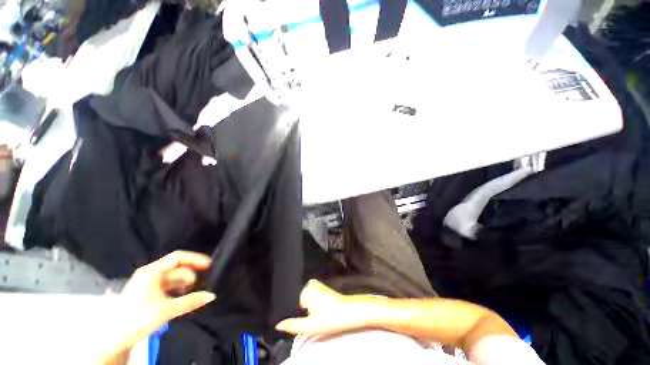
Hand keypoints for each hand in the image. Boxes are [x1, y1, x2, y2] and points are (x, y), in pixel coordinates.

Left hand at [100, 251, 215, 362]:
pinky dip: (178, 289)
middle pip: (177, 267)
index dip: (195, 259)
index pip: (178, 257)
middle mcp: (150, 273)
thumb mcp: (166, 310)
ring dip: (185, 283)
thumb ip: (191, 301)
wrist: (114, 337)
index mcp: (152, 272)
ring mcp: (148, 283)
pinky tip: (184, 297)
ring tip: (195, 292)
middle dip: (191, 274)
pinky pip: (168, 285)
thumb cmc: (138, 319)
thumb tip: (212, 295)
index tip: (210, 265)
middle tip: (204, 283)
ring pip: (173, 277)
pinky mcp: (148, 292)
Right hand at [275, 280, 377, 334]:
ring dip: (310, 305)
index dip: (300, 313)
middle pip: (300, 299)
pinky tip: (323, 308)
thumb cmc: (331, 317)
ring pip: (307, 297)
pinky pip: (313, 295)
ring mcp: (317, 284)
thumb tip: (278, 325)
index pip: (295, 302)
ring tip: (320, 312)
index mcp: (306, 290)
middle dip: (305, 308)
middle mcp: (311, 283)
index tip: (309, 317)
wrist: (350, 311)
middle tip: (315, 316)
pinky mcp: (323, 286)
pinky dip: (315, 301)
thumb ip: (292, 325)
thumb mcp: (309, 325)